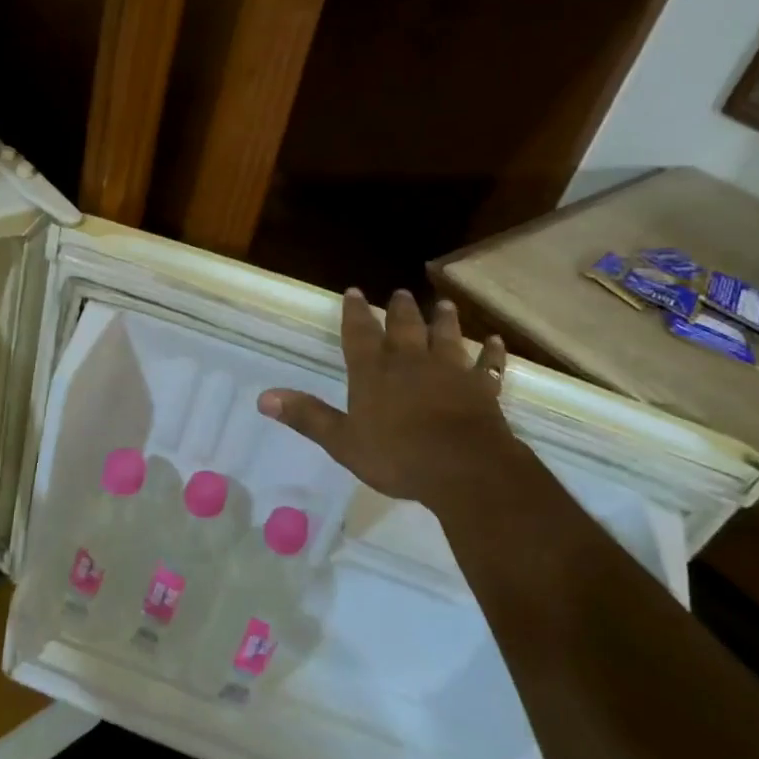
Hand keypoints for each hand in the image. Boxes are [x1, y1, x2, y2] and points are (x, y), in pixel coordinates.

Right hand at [258, 289, 518, 507]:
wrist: (462, 467)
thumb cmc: (397, 456)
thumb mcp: (342, 441)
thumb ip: (307, 417)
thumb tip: (263, 397)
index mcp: (375, 372)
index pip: (360, 333)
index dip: (354, 312)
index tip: (353, 291)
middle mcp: (411, 361)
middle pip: (405, 326)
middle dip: (400, 309)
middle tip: (400, 293)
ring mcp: (450, 371)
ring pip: (447, 336)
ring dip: (445, 320)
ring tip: (443, 304)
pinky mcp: (481, 388)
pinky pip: (488, 365)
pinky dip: (491, 353)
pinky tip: (494, 341)